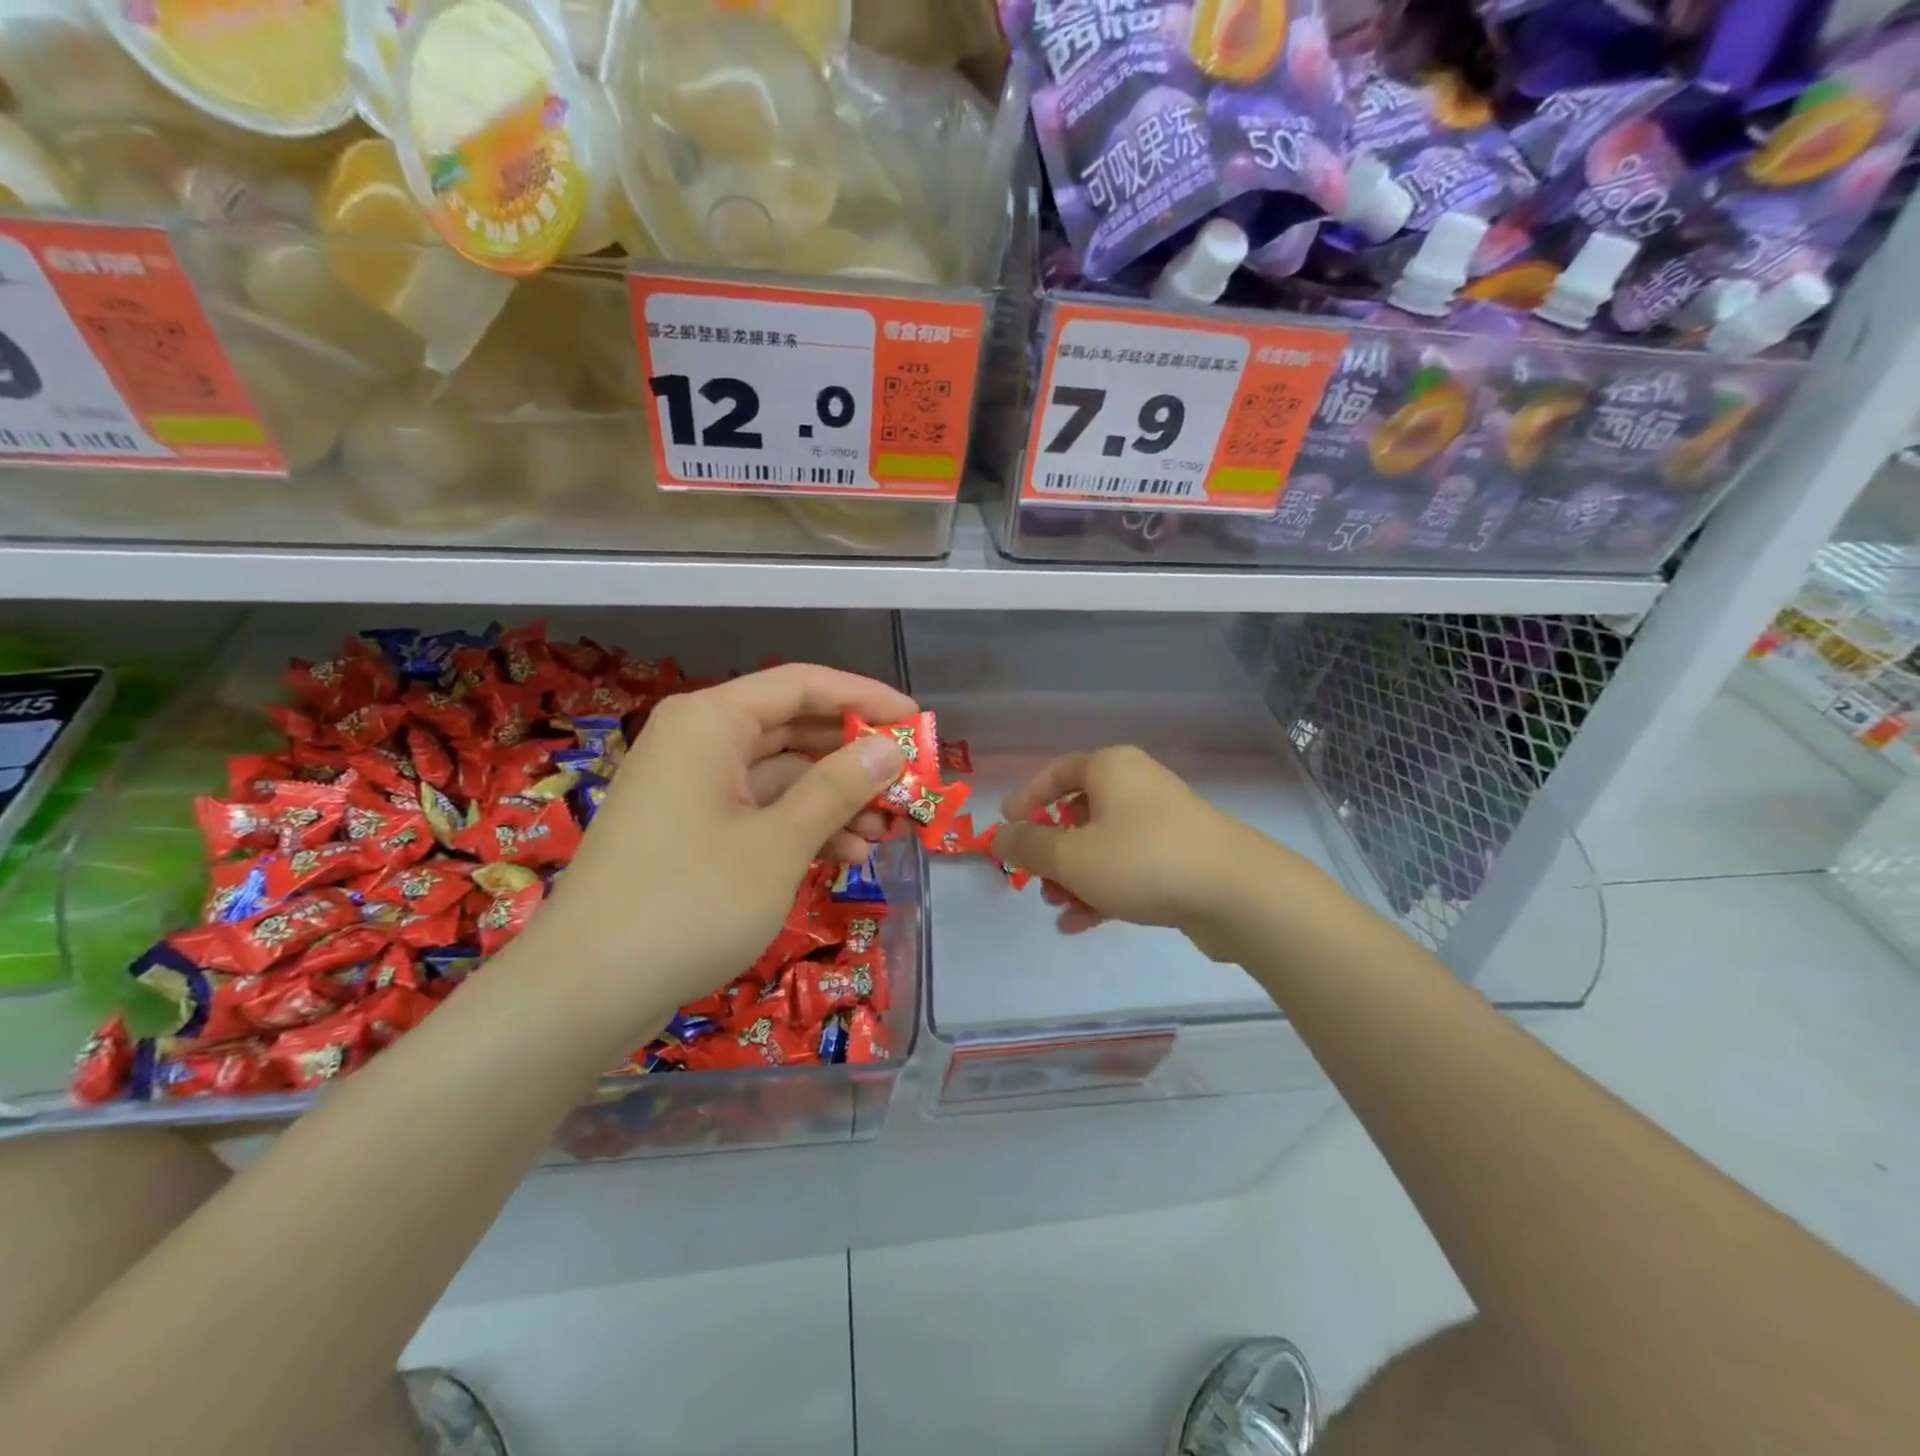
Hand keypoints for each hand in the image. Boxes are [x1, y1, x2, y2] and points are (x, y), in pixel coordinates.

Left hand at [530, 664, 913, 1024]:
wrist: (584, 992)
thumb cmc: (690, 903)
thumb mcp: (779, 843)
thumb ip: (839, 787)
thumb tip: (890, 746)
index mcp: (711, 722)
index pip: (802, 684)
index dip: (865, 697)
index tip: (918, 722)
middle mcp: (699, 741)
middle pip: (793, 728)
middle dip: (854, 757)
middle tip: (909, 784)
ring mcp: (691, 787)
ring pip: (780, 775)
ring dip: (834, 799)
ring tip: (885, 833)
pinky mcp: (690, 829)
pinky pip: (758, 810)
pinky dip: (801, 827)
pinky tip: (843, 855)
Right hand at [991, 746, 1300, 957]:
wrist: (1237, 894)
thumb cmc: (1142, 860)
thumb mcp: (1071, 856)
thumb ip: (1028, 847)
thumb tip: (996, 838)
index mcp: (1111, 769)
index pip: (1058, 772)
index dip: (1028, 797)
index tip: (1006, 824)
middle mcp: (1137, 787)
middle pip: (1079, 813)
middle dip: (1052, 851)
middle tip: (1035, 878)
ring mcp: (1162, 824)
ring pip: (1103, 846)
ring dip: (1074, 877)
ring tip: (1058, 907)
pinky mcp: (1179, 858)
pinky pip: (1128, 869)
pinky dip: (1103, 890)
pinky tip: (1081, 924)